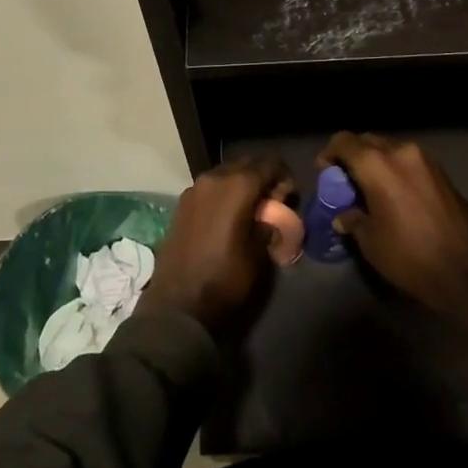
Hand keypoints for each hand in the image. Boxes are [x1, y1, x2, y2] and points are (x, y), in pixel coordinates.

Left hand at [134, 158, 293, 340]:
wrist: (178, 303)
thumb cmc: (225, 277)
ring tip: (250, 208)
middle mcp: (214, 178)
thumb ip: (268, 225)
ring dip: (241, 184)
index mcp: (237, 185)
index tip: (290, 196)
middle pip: (245, 164)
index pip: (268, 165)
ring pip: (225, 174)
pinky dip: (223, 193)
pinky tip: (228, 216)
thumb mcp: (258, 253)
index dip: (283, 176)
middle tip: (272, 200)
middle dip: (262, 176)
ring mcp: (193, 189)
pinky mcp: (181, 203)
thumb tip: (271, 216)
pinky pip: (209, 188)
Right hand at [319, 132, 467, 360]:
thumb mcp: (371, 242)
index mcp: (377, 165)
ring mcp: (425, 159)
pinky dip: (397, 169)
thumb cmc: (410, 256)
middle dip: (353, 155)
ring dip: (377, 161)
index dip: (330, 153)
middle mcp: (401, 151)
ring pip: (390, 148)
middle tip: (347, 181)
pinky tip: (396, 194)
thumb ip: (353, 220)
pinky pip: (409, 160)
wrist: (467, 270)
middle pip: (368, 140)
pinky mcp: (442, 171)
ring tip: (372, 188)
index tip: (326, 172)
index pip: (344, 141)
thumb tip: (344, 215)